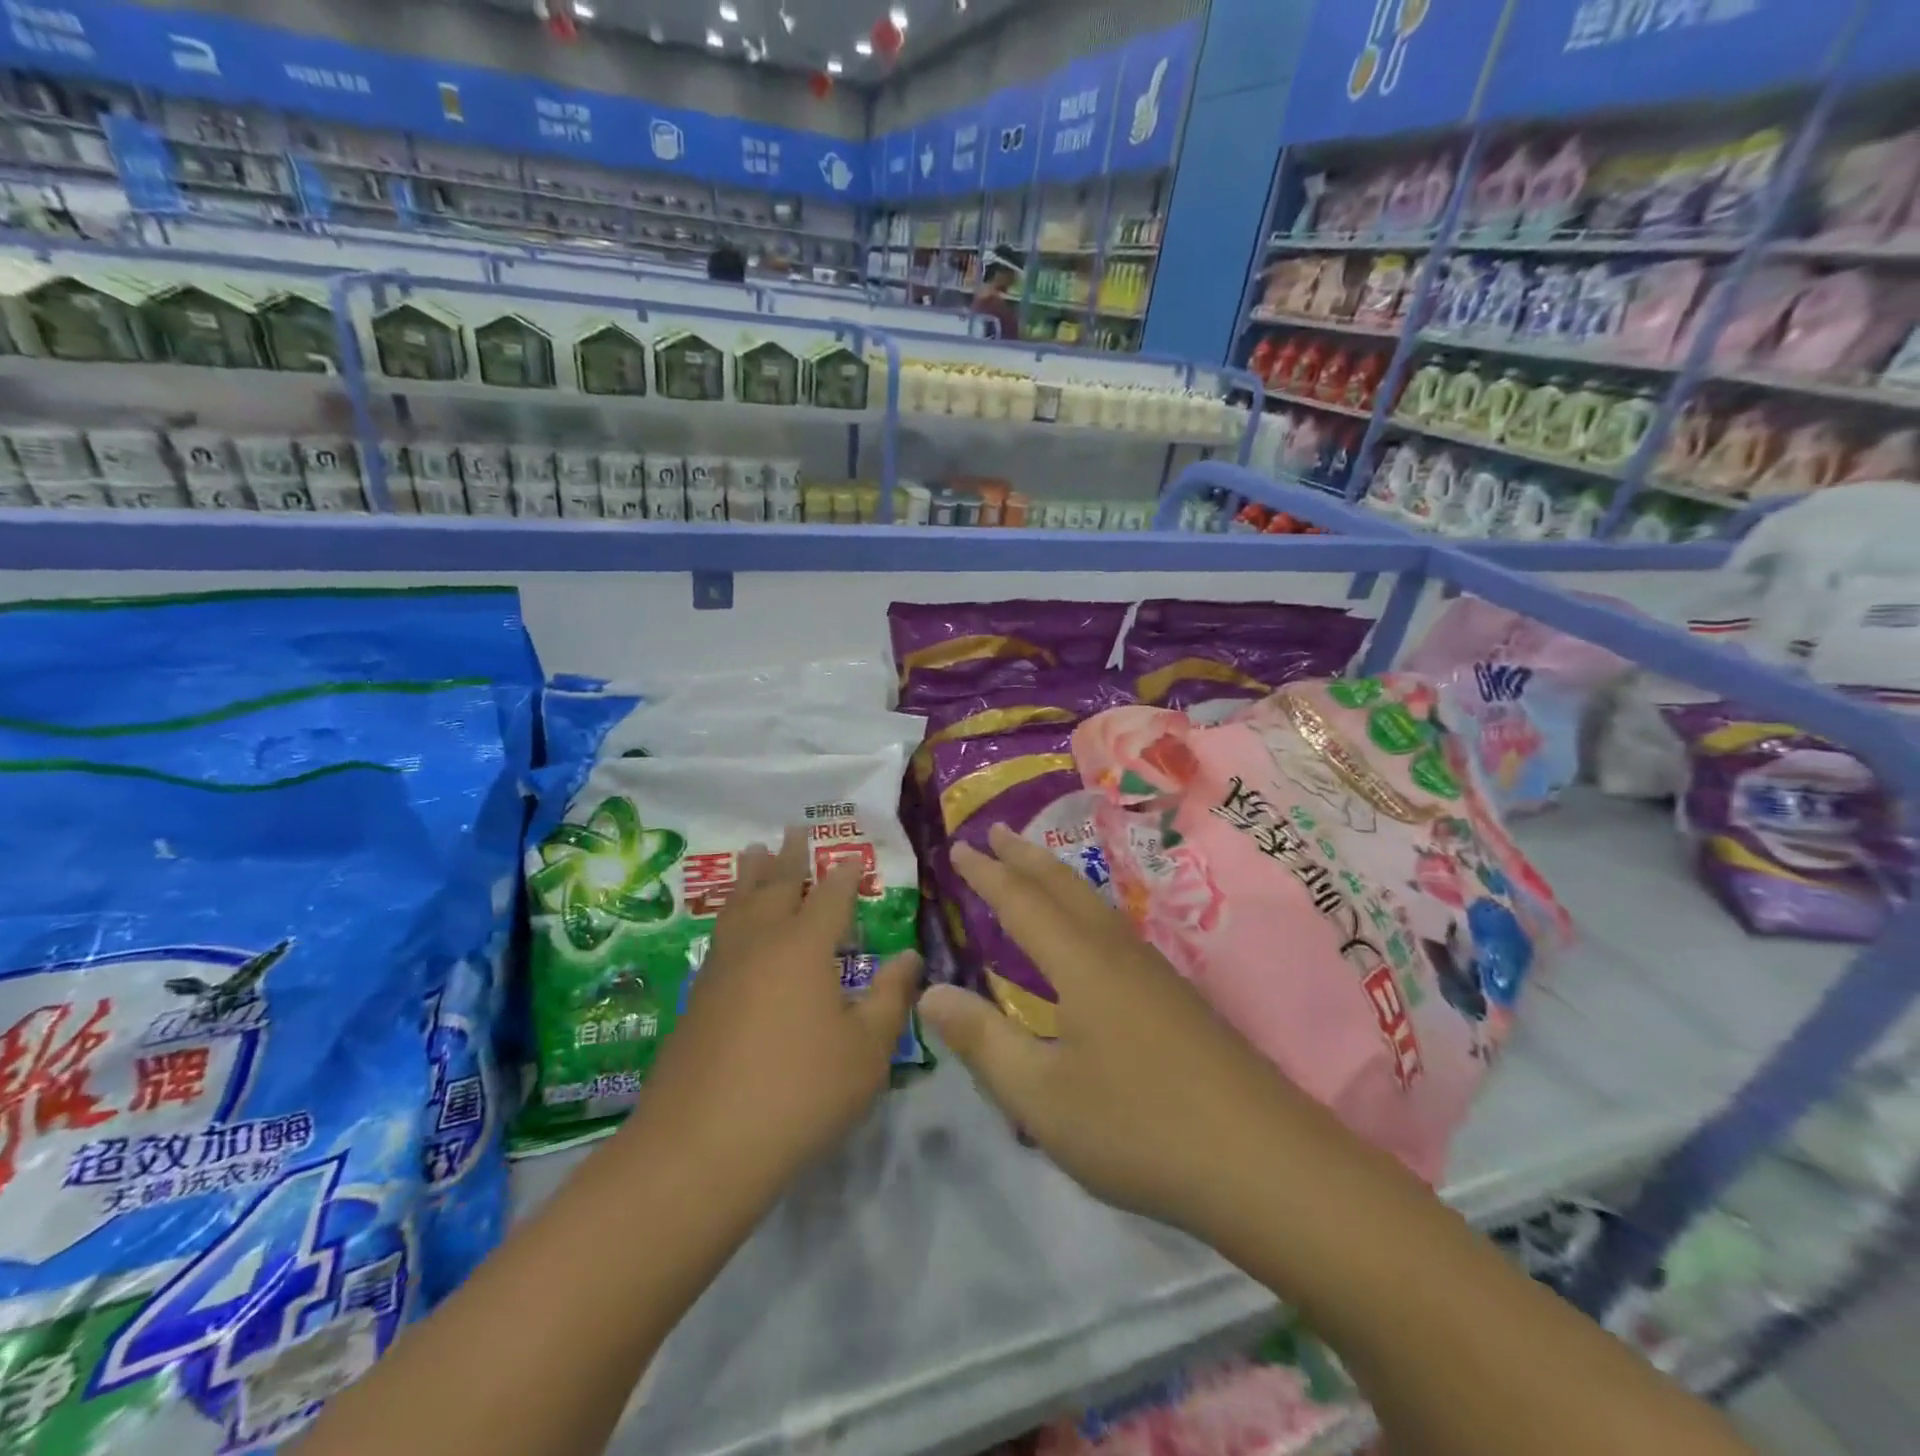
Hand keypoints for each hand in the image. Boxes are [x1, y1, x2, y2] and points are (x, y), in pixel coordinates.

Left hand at [632, 829, 920, 1199]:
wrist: (699, 1149)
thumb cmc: (798, 1093)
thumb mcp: (866, 1051)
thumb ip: (890, 997)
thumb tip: (909, 956)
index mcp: (804, 947)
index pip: (830, 896)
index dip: (844, 874)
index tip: (851, 853)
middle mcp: (760, 944)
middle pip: (776, 887)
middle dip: (789, 857)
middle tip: (792, 828)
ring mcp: (722, 969)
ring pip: (738, 905)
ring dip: (750, 876)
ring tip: (753, 852)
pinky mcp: (697, 999)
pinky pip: (720, 934)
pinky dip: (730, 912)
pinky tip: (731, 925)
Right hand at [919, 824, 1296, 1238]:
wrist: (1264, 1161)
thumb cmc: (1139, 1127)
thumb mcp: (1040, 1096)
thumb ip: (982, 1041)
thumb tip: (929, 992)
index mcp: (1079, 963)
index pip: (1021, 902)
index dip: (987, 873)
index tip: (960, 847)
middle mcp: (1116, 951)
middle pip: (1064, 886)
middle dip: (1025, 857)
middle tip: (995, 831)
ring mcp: (1153, 972)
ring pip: (1095, 905)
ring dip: (1057, 878)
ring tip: (1035, 868)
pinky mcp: (1177, 998)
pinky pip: (1115, 929)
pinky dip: (1084, 909)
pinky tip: (1090, 936)